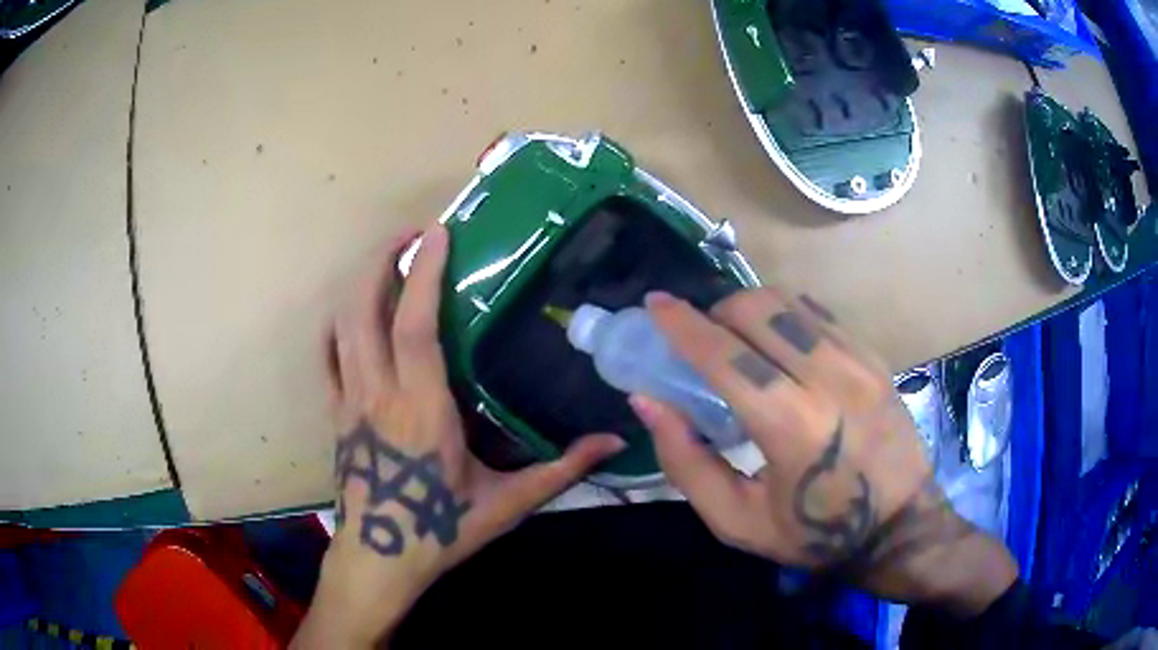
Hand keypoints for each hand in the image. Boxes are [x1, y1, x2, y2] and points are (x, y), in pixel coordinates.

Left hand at [294, 225, 624, 648]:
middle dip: (381, 260)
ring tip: (386, 263)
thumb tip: (615, 442)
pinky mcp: (334, 414)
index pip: (416, 324)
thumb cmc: (441, 530)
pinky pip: (326, 357)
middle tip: (410, 235)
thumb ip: (561, 469)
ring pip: (342, 325)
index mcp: (423, 408)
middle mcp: (378, 393)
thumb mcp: (508, 503)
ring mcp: (348, 401)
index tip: (437, 233)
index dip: (423, 272)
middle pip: (364, 308)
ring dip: (360, 284)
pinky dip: (336, 326)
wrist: (380, 559)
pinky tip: (352, 315)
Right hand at [630, 290, 1016, 615]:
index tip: (655, 304)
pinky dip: (787, 317)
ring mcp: (858, 362)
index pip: (725, 355)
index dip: (683, 324)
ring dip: (751, 310)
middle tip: (704, 337)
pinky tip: (782, 343)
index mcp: (790, 426)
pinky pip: (820, 315)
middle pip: (758, 310)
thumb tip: (648, 401)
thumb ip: (686, 461)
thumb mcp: (736, 520)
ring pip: (790, 302)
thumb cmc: (814, 533)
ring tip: (740, 338)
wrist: (899, 525)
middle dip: (717, 311)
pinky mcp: (875, 359)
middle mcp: (827, 379)